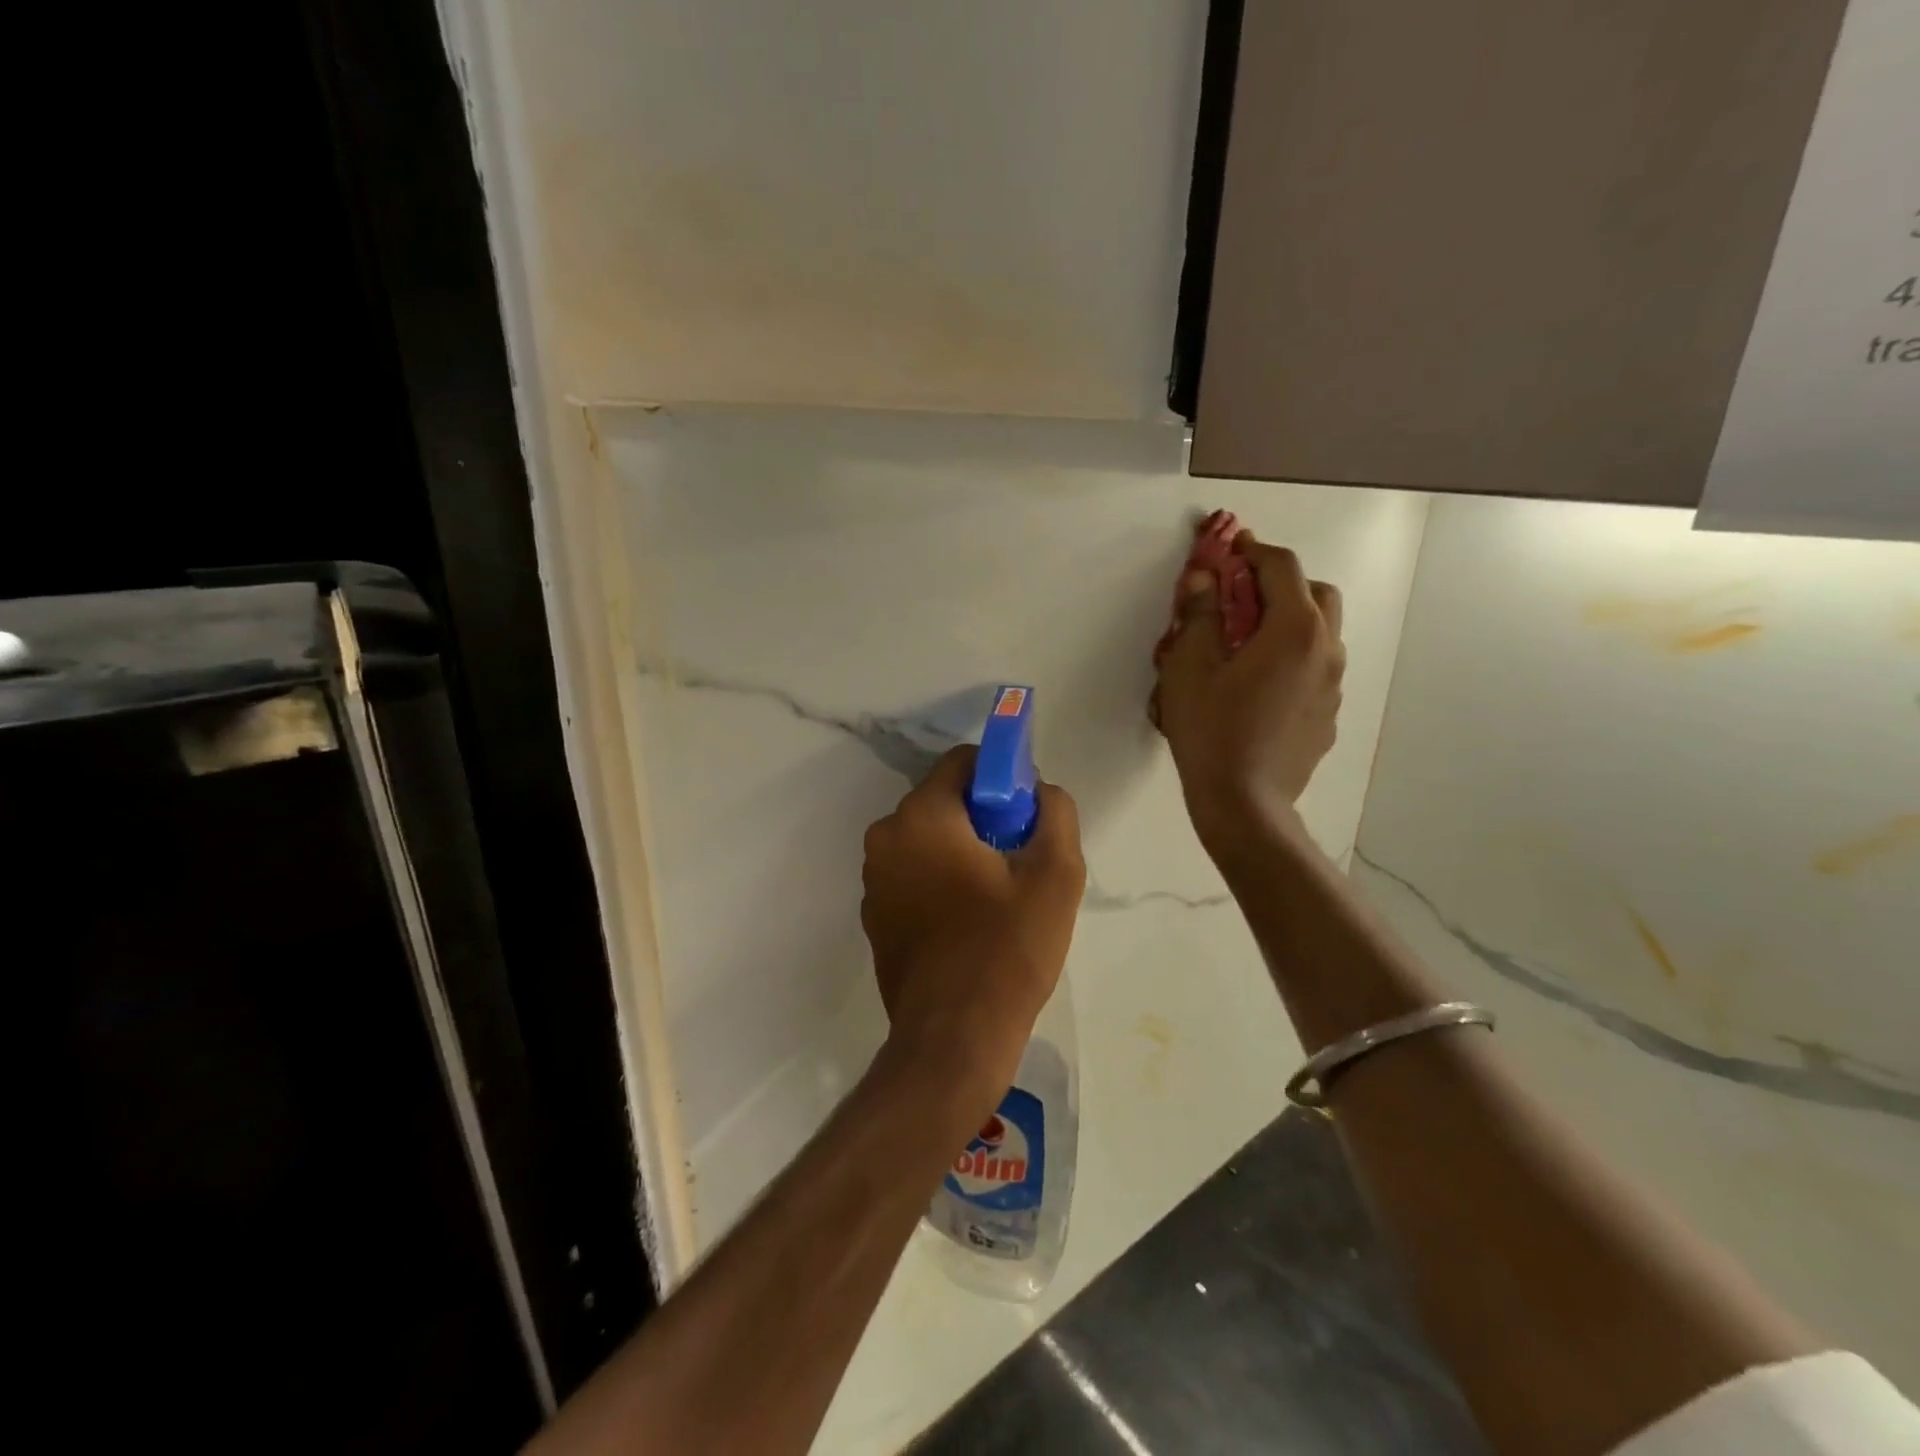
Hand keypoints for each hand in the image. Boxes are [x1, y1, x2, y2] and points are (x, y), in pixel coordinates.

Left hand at [860, 747, 1085, 1107]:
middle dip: (984, 818)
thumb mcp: (1055, 874)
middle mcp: (885, 837)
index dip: (1002, 777)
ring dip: (963, 851)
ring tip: (998, 898)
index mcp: (921, 816)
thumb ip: (1054, 811)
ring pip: (929, 839)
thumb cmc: (1006, 950)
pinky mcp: (874, 915)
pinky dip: (940, 881)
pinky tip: (969, 923)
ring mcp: (873, 879)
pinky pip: (914, 874)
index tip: (1026, 815)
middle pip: (944, 801)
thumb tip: (1039, 790)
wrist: (953, 1039)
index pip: (963, 762)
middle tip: (1019, 861)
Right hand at [1153, 526, 1345, 855]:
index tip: (1230, 549)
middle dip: (1281, 584)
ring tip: (1247, 645)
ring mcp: (1333, 687)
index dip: (1253, 551)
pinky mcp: (1328, 717)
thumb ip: (1197, 616)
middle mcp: (1326, 650)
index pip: (1282, 568)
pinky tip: (1258, 688)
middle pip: (1317, 594)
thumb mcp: (1189, 668)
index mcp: (1295, 630)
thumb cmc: (1212, 731)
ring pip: (1321, 634)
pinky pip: (1315, 670)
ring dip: (1290, 622)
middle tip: (1242, 598)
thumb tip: (1201, 580)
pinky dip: (1292, 659)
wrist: (1245, 804)